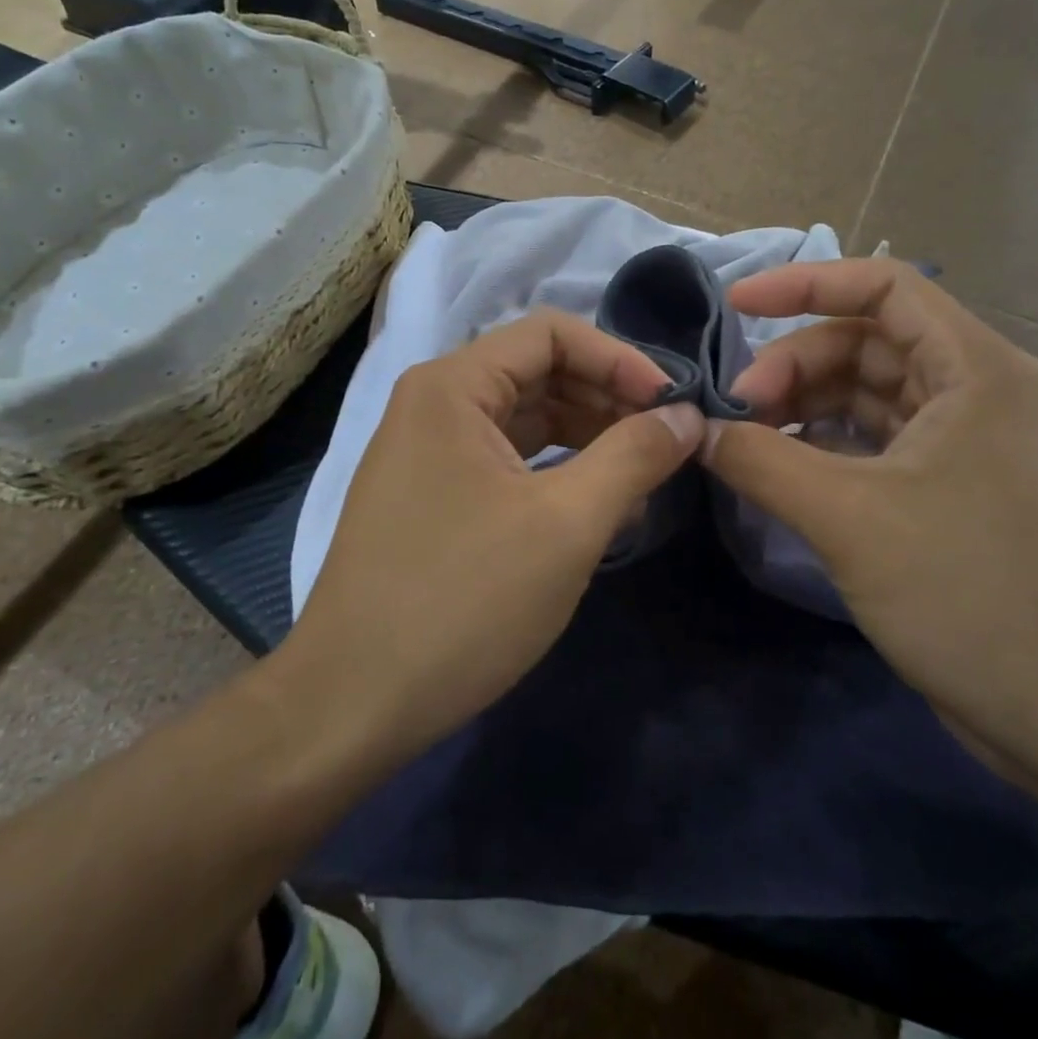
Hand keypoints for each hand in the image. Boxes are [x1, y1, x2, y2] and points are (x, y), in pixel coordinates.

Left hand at [280, 309, 704, 760]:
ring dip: (587, 434)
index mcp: (452, 386)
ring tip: (642, 471)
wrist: (350, 705)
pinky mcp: (432, 494)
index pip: (551, 334)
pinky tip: (596, 501)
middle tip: (667, 438)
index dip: (619, 358)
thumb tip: (687, 416)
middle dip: (607, 397)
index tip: (672, 404)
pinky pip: (506, 458)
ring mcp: (428, 450)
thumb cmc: (462, 601)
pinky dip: (556, 469)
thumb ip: (634, 456)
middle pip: (538, 371)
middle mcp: (434, 402)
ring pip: (525, 418)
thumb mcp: (566, 525)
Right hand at [701, 258, 1037, 775]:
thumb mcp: (848, 517)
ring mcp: (966, 443)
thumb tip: (700, 430)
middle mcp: (975, 391)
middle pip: (866, 342)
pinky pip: (876, 442)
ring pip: (867, 394)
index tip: (735, 306)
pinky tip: (782, 470)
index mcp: (973, 369)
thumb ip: (761, 460)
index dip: (803, 283)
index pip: (882, 286)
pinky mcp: (953, 490)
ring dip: (804, 406)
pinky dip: (825, 445)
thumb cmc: (970, 592)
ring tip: (749, 440)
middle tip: (737, 411)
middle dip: (794, 364)